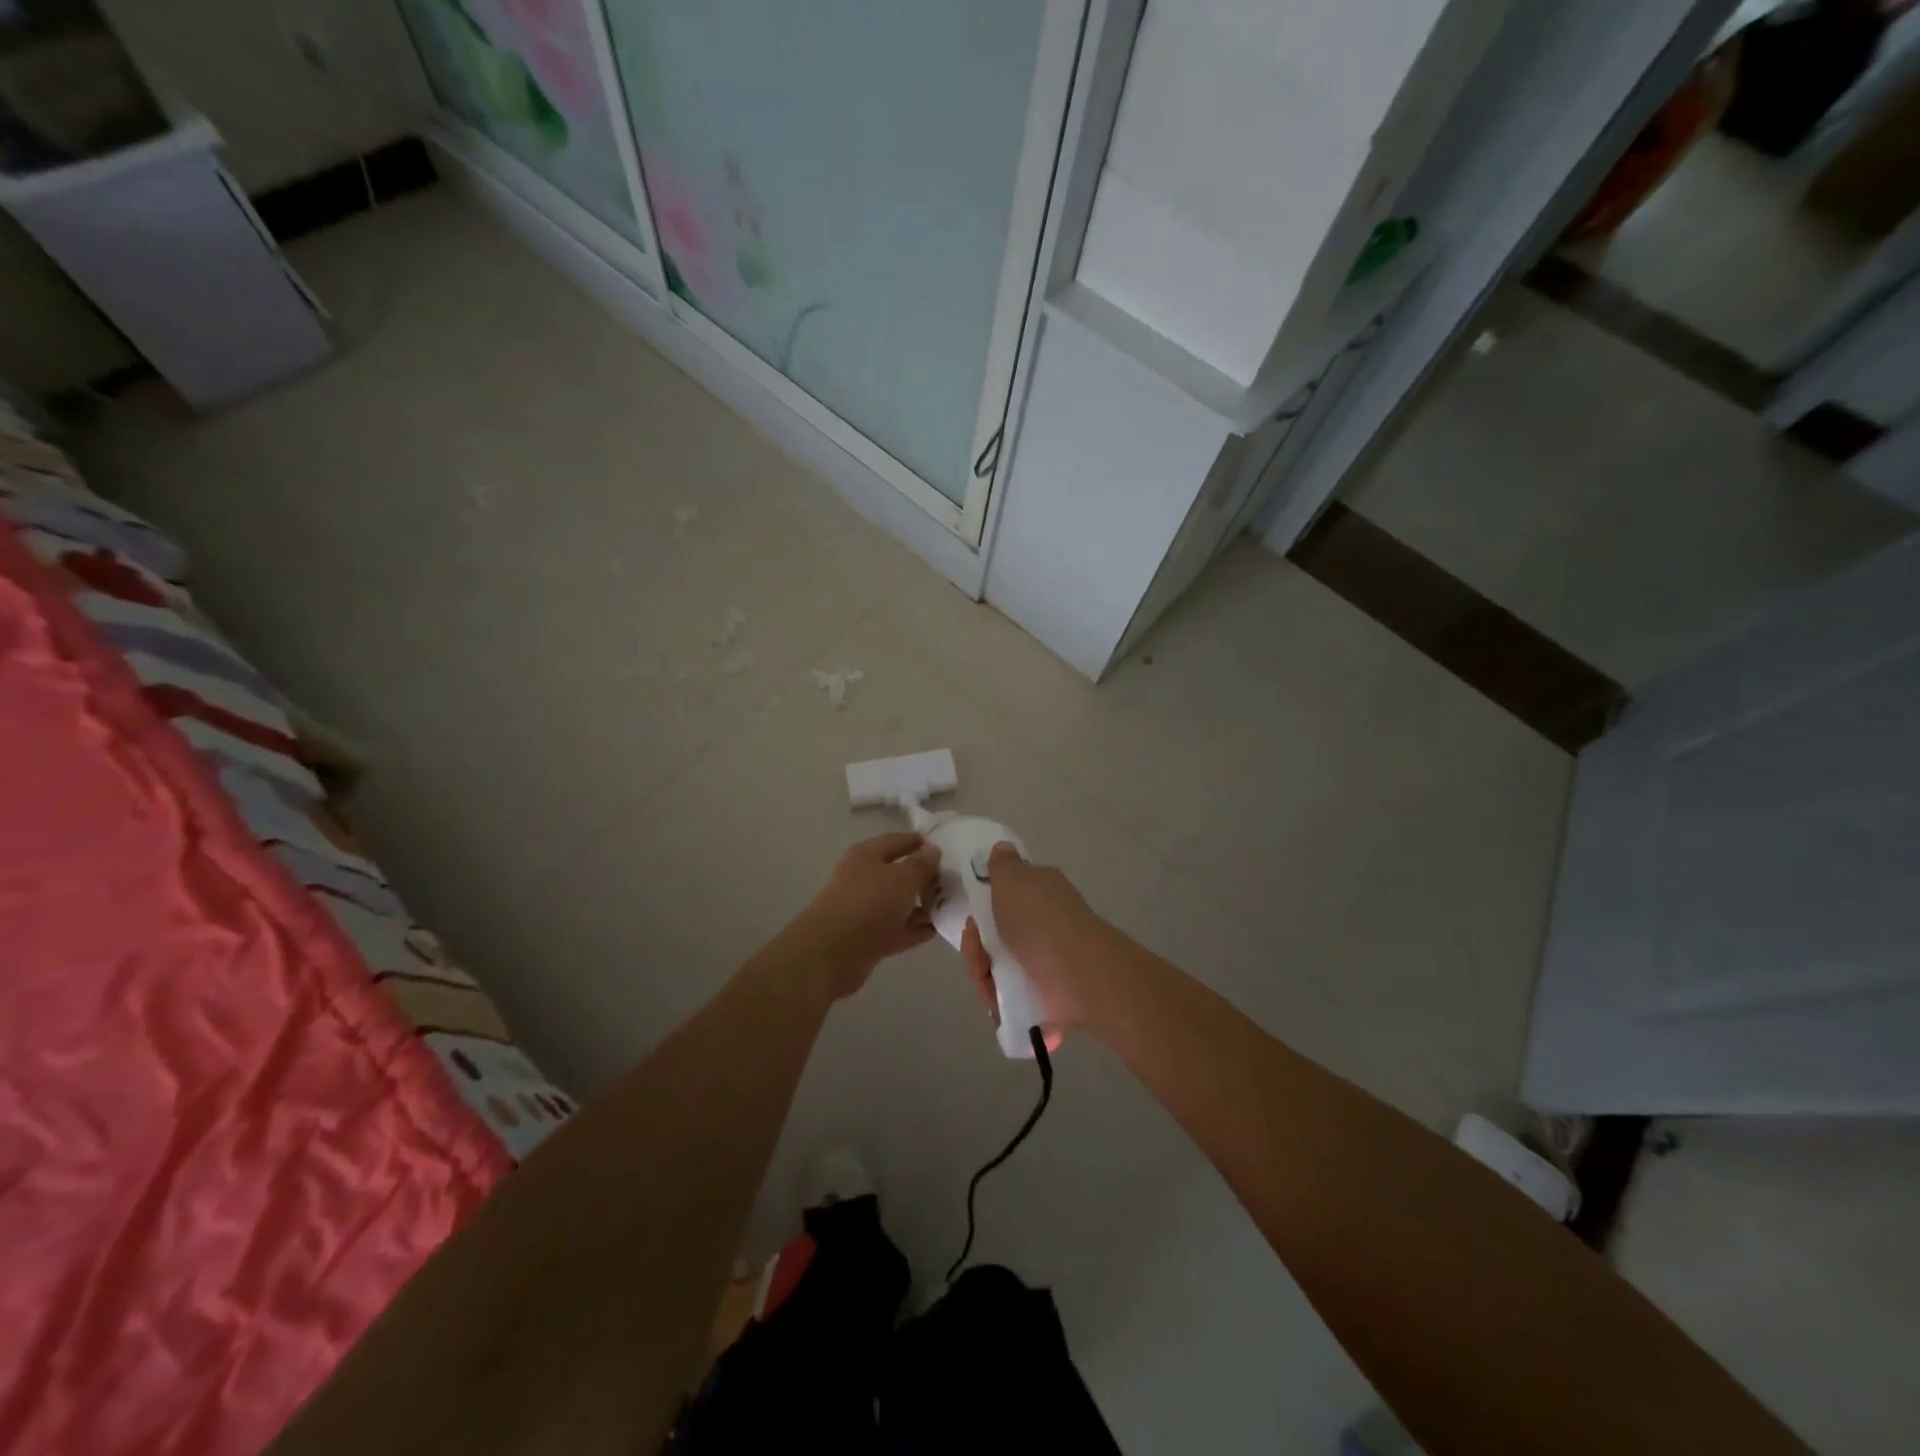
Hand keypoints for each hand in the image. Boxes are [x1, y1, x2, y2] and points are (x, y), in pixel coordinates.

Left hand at [784, 833, 940, 998]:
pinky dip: (917, 927)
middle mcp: (866, 878)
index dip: (921, 842)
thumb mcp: (902, 878)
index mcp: (867, 855)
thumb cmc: (869, 904)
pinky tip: (940, 927)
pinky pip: (900, 928)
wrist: (832, 953)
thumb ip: (921, 865)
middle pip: (901, 873)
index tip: (948, 848)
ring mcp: (867, 909)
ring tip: (954, 904)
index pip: (898, 841)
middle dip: (927, 876)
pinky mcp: (871, 937)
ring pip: (902, 902)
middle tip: (957, 880)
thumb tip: (933, 851)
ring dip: (925, 904)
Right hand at [959, 843, 1108, 1042]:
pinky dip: (998, 999)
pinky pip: (1010, 995)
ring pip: (1000, 967)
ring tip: (987, 985)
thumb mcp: (1012, 879)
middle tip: (977, 953)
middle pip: (998, 935)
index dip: (983, 908)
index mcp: (1041, 892)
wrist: (1074, 973)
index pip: (1007, 896)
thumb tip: (1002, 847)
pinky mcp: (1045, 994)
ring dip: (984, 976)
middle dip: (977, 947)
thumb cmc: (1038, 919)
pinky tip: (996, 1001)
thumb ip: (1002, 865)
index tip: (971, 920)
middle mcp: (1045, 923)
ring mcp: (1046, 961)